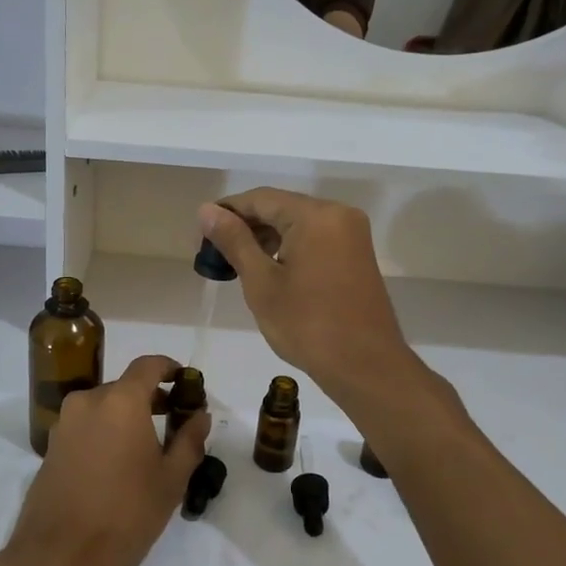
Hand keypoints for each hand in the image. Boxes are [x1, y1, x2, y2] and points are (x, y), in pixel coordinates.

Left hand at [2, 354, 208, 565]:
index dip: (170, 368)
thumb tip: (200, 415)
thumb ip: (189, 440)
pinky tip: (118, 466)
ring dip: (127, 417)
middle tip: (175, 423)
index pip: (148, 365)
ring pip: (104, 408)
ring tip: (148, 449)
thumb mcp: (170, 481)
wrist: (58, 558)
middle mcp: (88, 401)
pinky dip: (106, 433)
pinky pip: (85, 427)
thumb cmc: (124, 515)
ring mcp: (64, 424)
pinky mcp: (50, 448)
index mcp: (120, 401)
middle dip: (151, 398)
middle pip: (125, 387)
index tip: (186, 383)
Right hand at [200, 190, 417, 406]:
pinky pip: (315, 238)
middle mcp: (338, 214)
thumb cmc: (308, 325)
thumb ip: (234, 241)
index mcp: (316, 215)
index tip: (200, 234)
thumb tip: (207, 211)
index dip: (227, 211)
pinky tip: (267, 269)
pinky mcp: (356, 254)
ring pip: (297, 223)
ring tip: (235, 264)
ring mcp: (351, 234)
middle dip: (246, 226)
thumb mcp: (262, 283)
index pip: (261, 199)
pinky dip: (288, 247)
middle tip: (213, 253)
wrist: (365, 366)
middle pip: (281, 208)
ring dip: (266, 238)